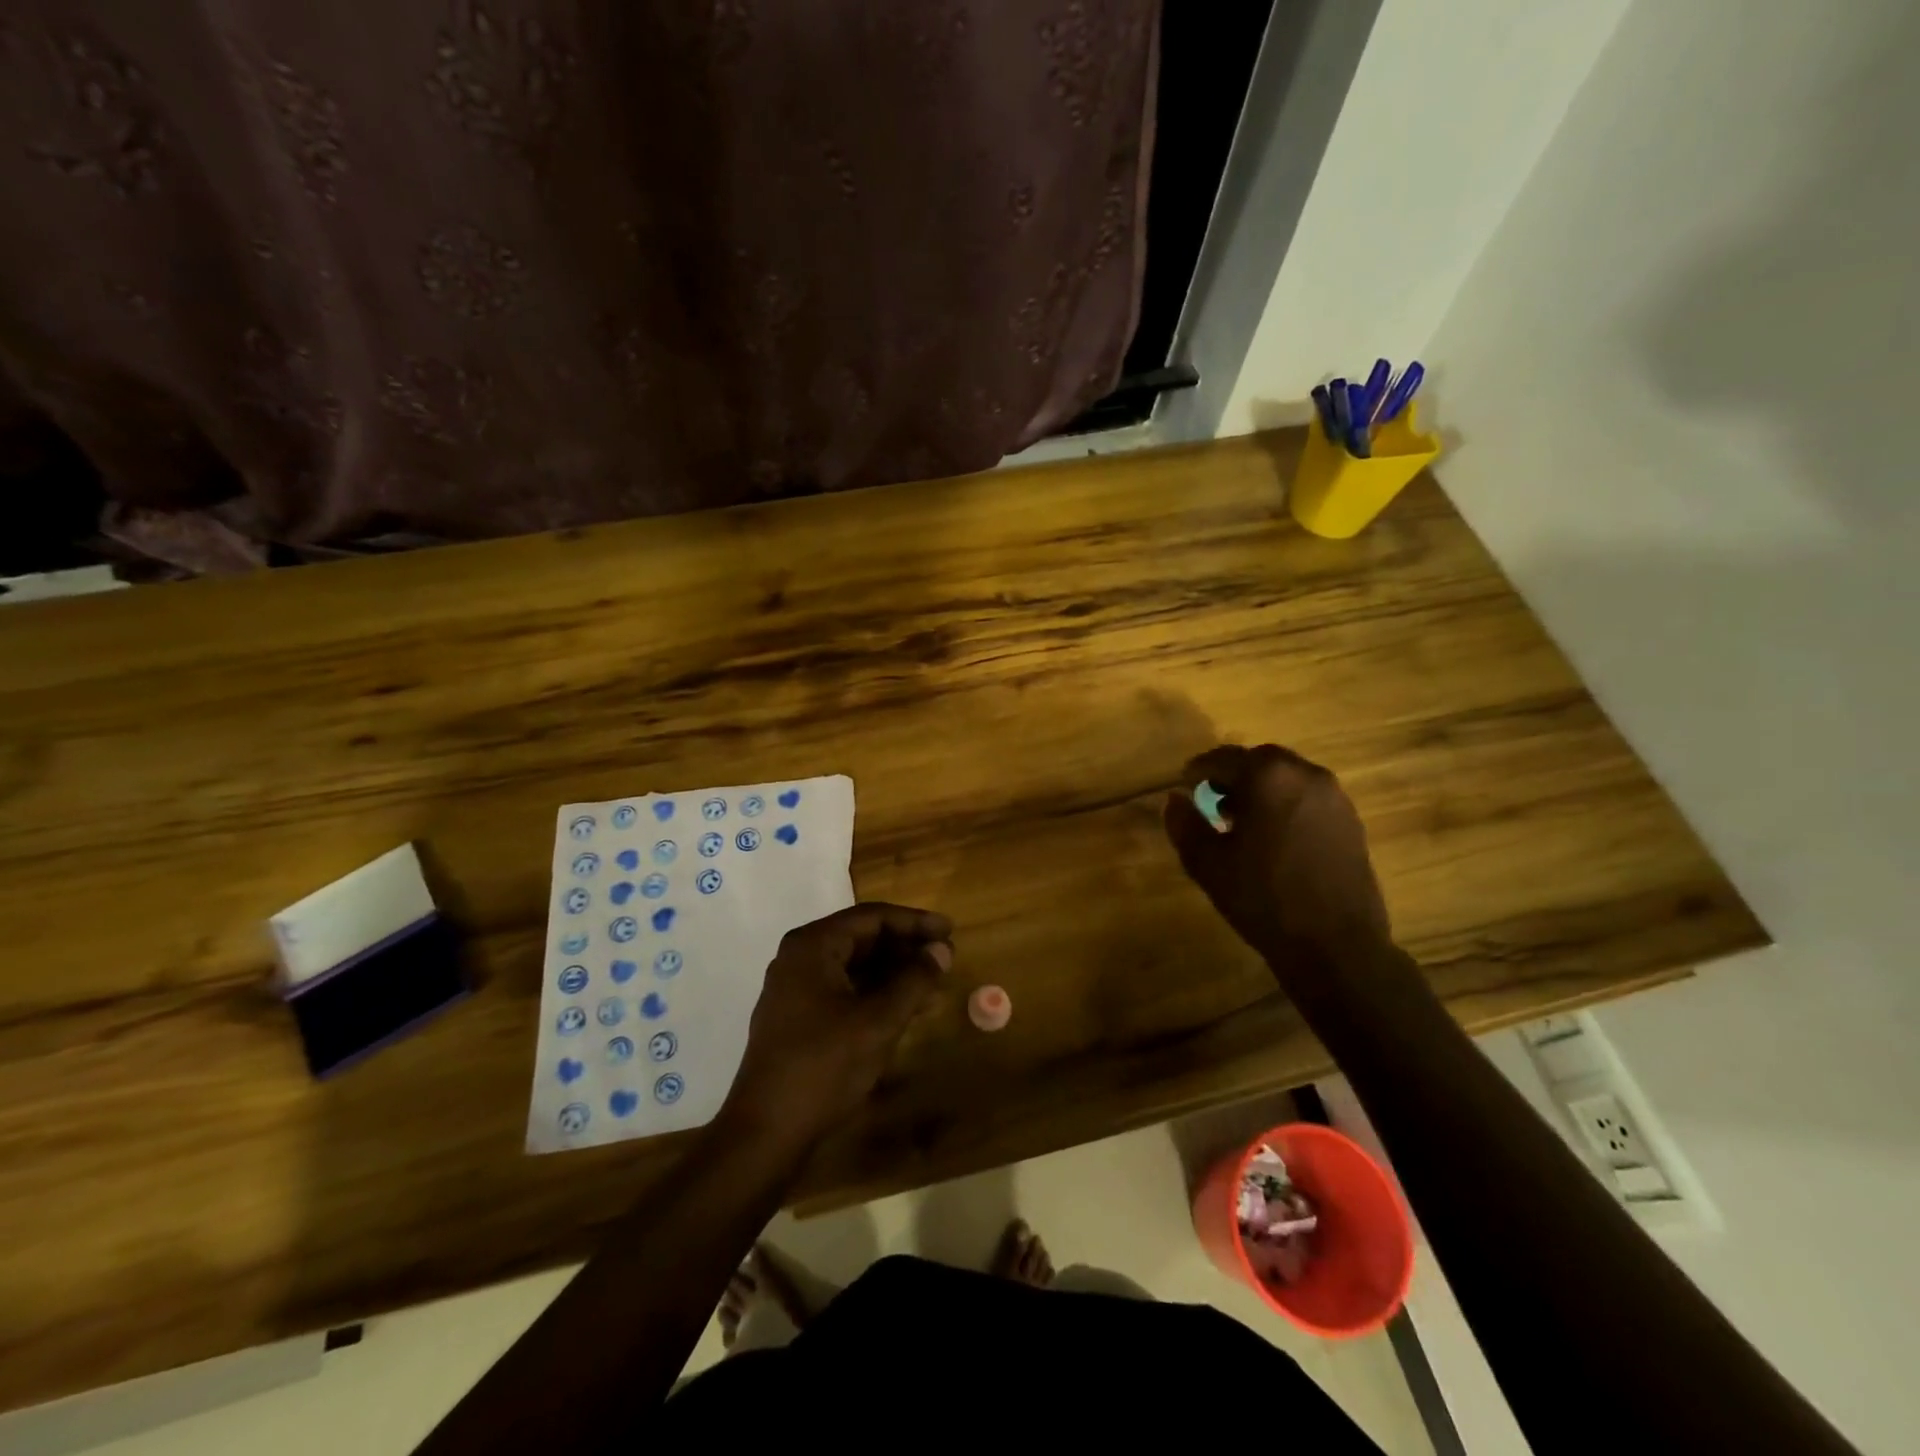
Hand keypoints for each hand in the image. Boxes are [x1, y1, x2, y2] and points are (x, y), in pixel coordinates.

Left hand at [723, 903, 952, 1148]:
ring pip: (855, 966)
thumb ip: (914, 980)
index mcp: (812, 946)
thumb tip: (941, 951)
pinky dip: (876, 993)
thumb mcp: (878, 1021)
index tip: (949, 930)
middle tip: (945, 958)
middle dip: (906, 947)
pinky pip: (844, 990)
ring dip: (895, 972)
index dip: (914, 922)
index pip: (871, 917)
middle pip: (862, 938)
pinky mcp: (798, 1017)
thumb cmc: (824, 1066)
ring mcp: (796, 989)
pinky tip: (906, 1007)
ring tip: (935, 983)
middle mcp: (800, 958)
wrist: (766, 1133)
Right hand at [1164, 743, 1389, 964]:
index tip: (1185, 785)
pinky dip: (1286, 804)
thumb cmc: (1263, 899)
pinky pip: (1309, 797)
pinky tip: (1275, 837)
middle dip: (1233, 775)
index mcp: (1268, 778)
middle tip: (1212, 800)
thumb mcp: (1208, 864)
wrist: (1336, 945)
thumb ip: (1185, 824)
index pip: (1223, 758)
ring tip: (1243, 821)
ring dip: (1262, 789)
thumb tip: (1175, 799)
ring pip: (1288, 778)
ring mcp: (1334, 797)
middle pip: (1260, 761)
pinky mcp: (1351, 821)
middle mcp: (1306, 775)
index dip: (1199, 770)